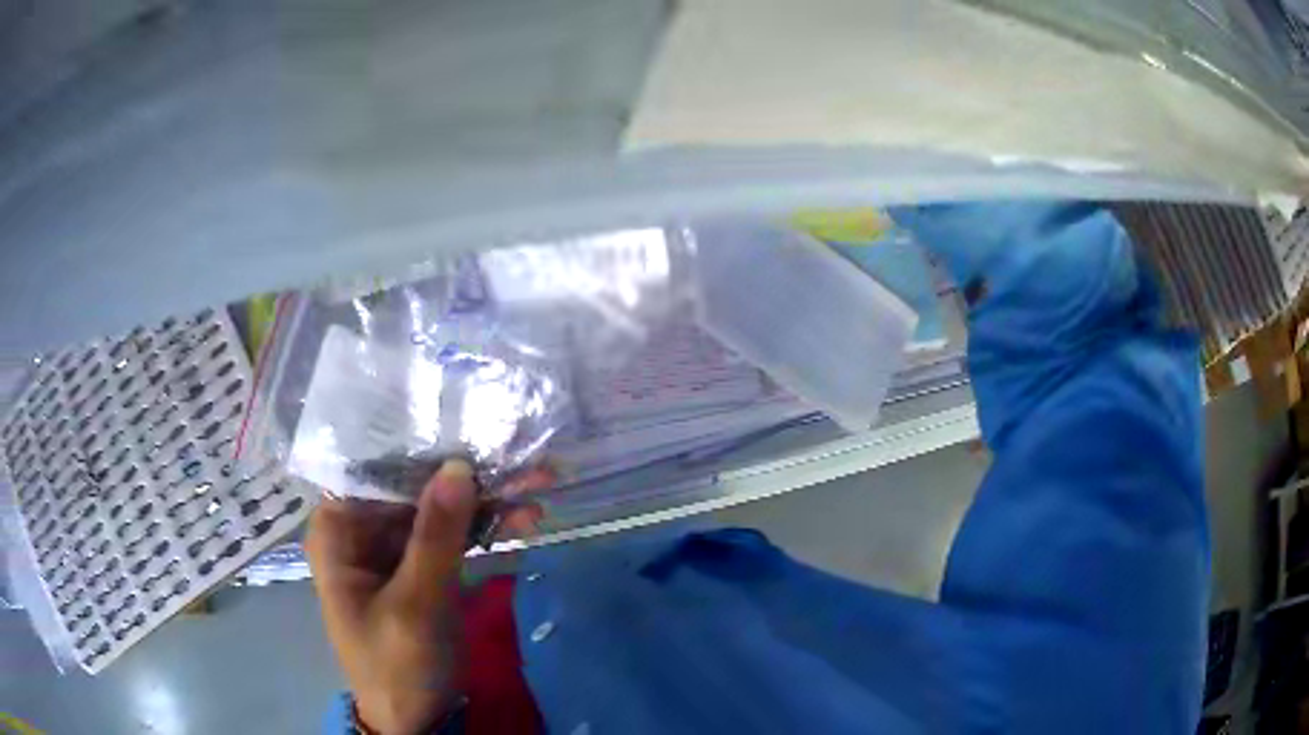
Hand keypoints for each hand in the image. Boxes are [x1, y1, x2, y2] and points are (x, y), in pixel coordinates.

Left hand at [307, 460, 547, 733]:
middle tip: (524, 458)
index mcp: (339, 529)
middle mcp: (363, 528)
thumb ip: (435, 537)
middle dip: (468, 474)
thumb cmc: (396, 665)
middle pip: (415, 485)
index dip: (419, 444)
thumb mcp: (414, 603)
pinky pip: (456, 534)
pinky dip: (488, 526)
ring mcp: (396, 547)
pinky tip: (526, 517)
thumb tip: (459, 465)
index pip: (374, 469)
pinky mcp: (425, 565)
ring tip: (540, 485)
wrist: (415, 718)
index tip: (469, 423)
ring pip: (442, 507)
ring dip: (488, 498)